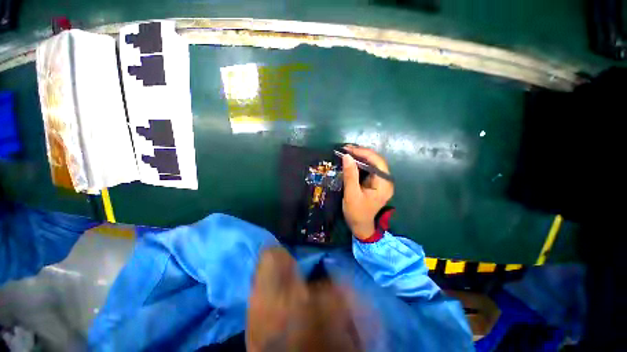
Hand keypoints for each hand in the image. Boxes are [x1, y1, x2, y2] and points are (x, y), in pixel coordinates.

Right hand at [341, 145, 393, 240]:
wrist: (360, 226)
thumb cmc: (357, 213)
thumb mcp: (352, 194)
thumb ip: (350, 175)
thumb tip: (347, 156)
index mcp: (384, 184)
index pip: (377, 162)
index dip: (363, 153)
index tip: (348, 149)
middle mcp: (385, 180)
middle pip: (376, 161)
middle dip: (361, 153)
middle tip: (345, 149)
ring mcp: (380, 181)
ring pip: (372, 163)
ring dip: (359, 156)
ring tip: (346, 152)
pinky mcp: (374, 182)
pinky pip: (368, 168)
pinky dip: (359, 163)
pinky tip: (351, 160)